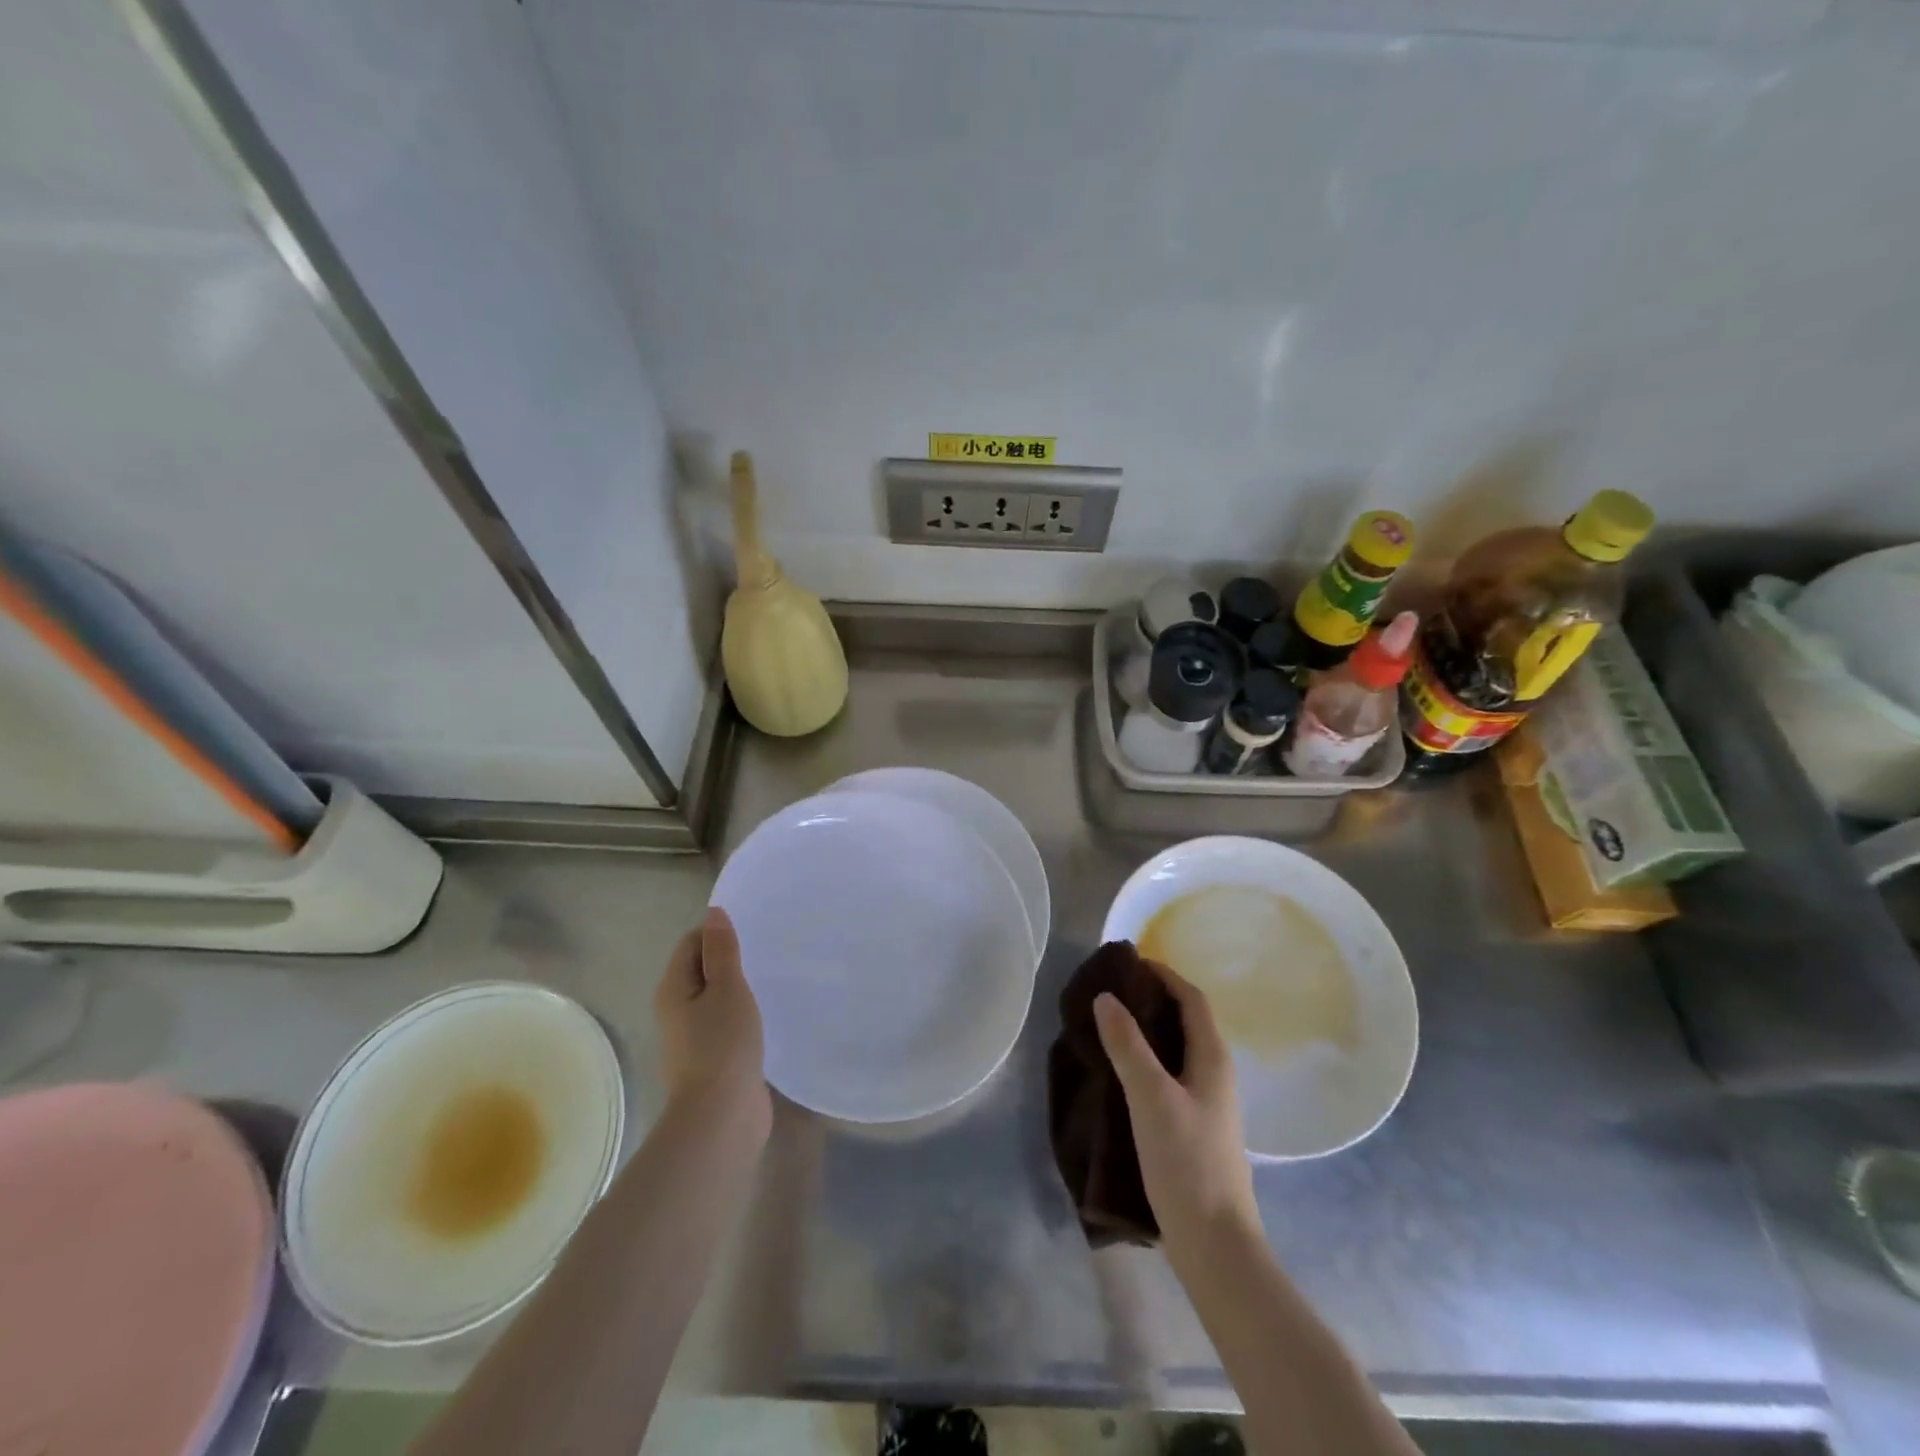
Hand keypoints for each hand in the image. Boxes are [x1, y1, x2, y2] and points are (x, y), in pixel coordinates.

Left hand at [655, 908, 769, 1138]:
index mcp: (673, 989)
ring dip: (739, 989)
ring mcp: (694, 1038)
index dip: (718, 933)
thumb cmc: (722, 1044)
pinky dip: (744, 1015)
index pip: (692, 943)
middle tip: (767, 951)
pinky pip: (728, 1024)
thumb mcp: (727, 988)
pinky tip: (770, 1014)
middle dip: (731, 960)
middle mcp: (677, 1010)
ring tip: (773, 978)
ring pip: (717, 999)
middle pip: (702, 971)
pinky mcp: (714, 1059)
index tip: (753, 931)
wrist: (721, 1117)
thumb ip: (722, 951)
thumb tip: (713, 913)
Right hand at [1094, 965, 1258, 1254]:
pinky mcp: (1193, 1126)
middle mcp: (1215, 1073)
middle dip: (1151, 998)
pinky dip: (1146, 1059)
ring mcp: (1207, 1103)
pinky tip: (1119, 1073)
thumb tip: (1106, 997)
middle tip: (1109, 992)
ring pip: (1176, 1049)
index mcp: (1212, 1058)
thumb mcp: (1151, 1098)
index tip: (1127, 963)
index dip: (1163, 974)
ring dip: (1147, 1030)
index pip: (1192, 998)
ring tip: (1107, 1026)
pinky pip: (1169, 1075)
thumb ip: (1128, 1046)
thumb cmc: (1187, 1164)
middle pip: (1186, 1020)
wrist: (1216, 1246)